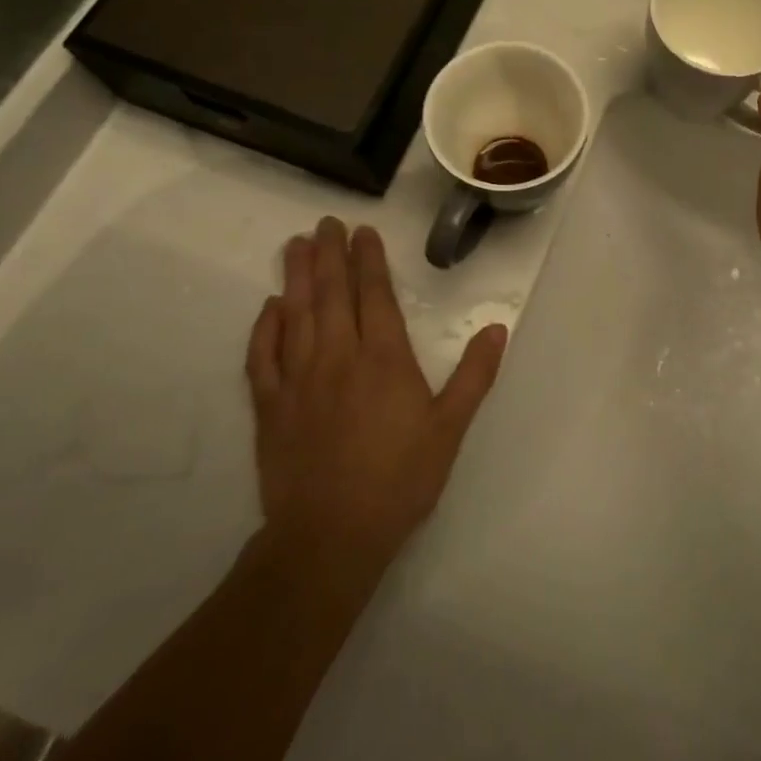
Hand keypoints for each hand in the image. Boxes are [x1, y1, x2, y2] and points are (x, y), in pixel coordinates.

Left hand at [245, 219, 506, 581]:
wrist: (329, 538)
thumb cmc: (399, 479)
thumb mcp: (450, 428)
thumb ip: (475, 375)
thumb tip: (497, 328)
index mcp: (384, 359)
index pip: (376, 296)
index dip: (370, 260)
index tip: (364, 231)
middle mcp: (338, 358)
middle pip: (333, 295)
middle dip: (331, 255)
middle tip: (326, 223)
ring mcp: (298, 381)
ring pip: (296, 315)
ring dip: (297, 277)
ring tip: (296, 245)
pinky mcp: (270, 408)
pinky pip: (262, 358)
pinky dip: (264, 328)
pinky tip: (269, 307)